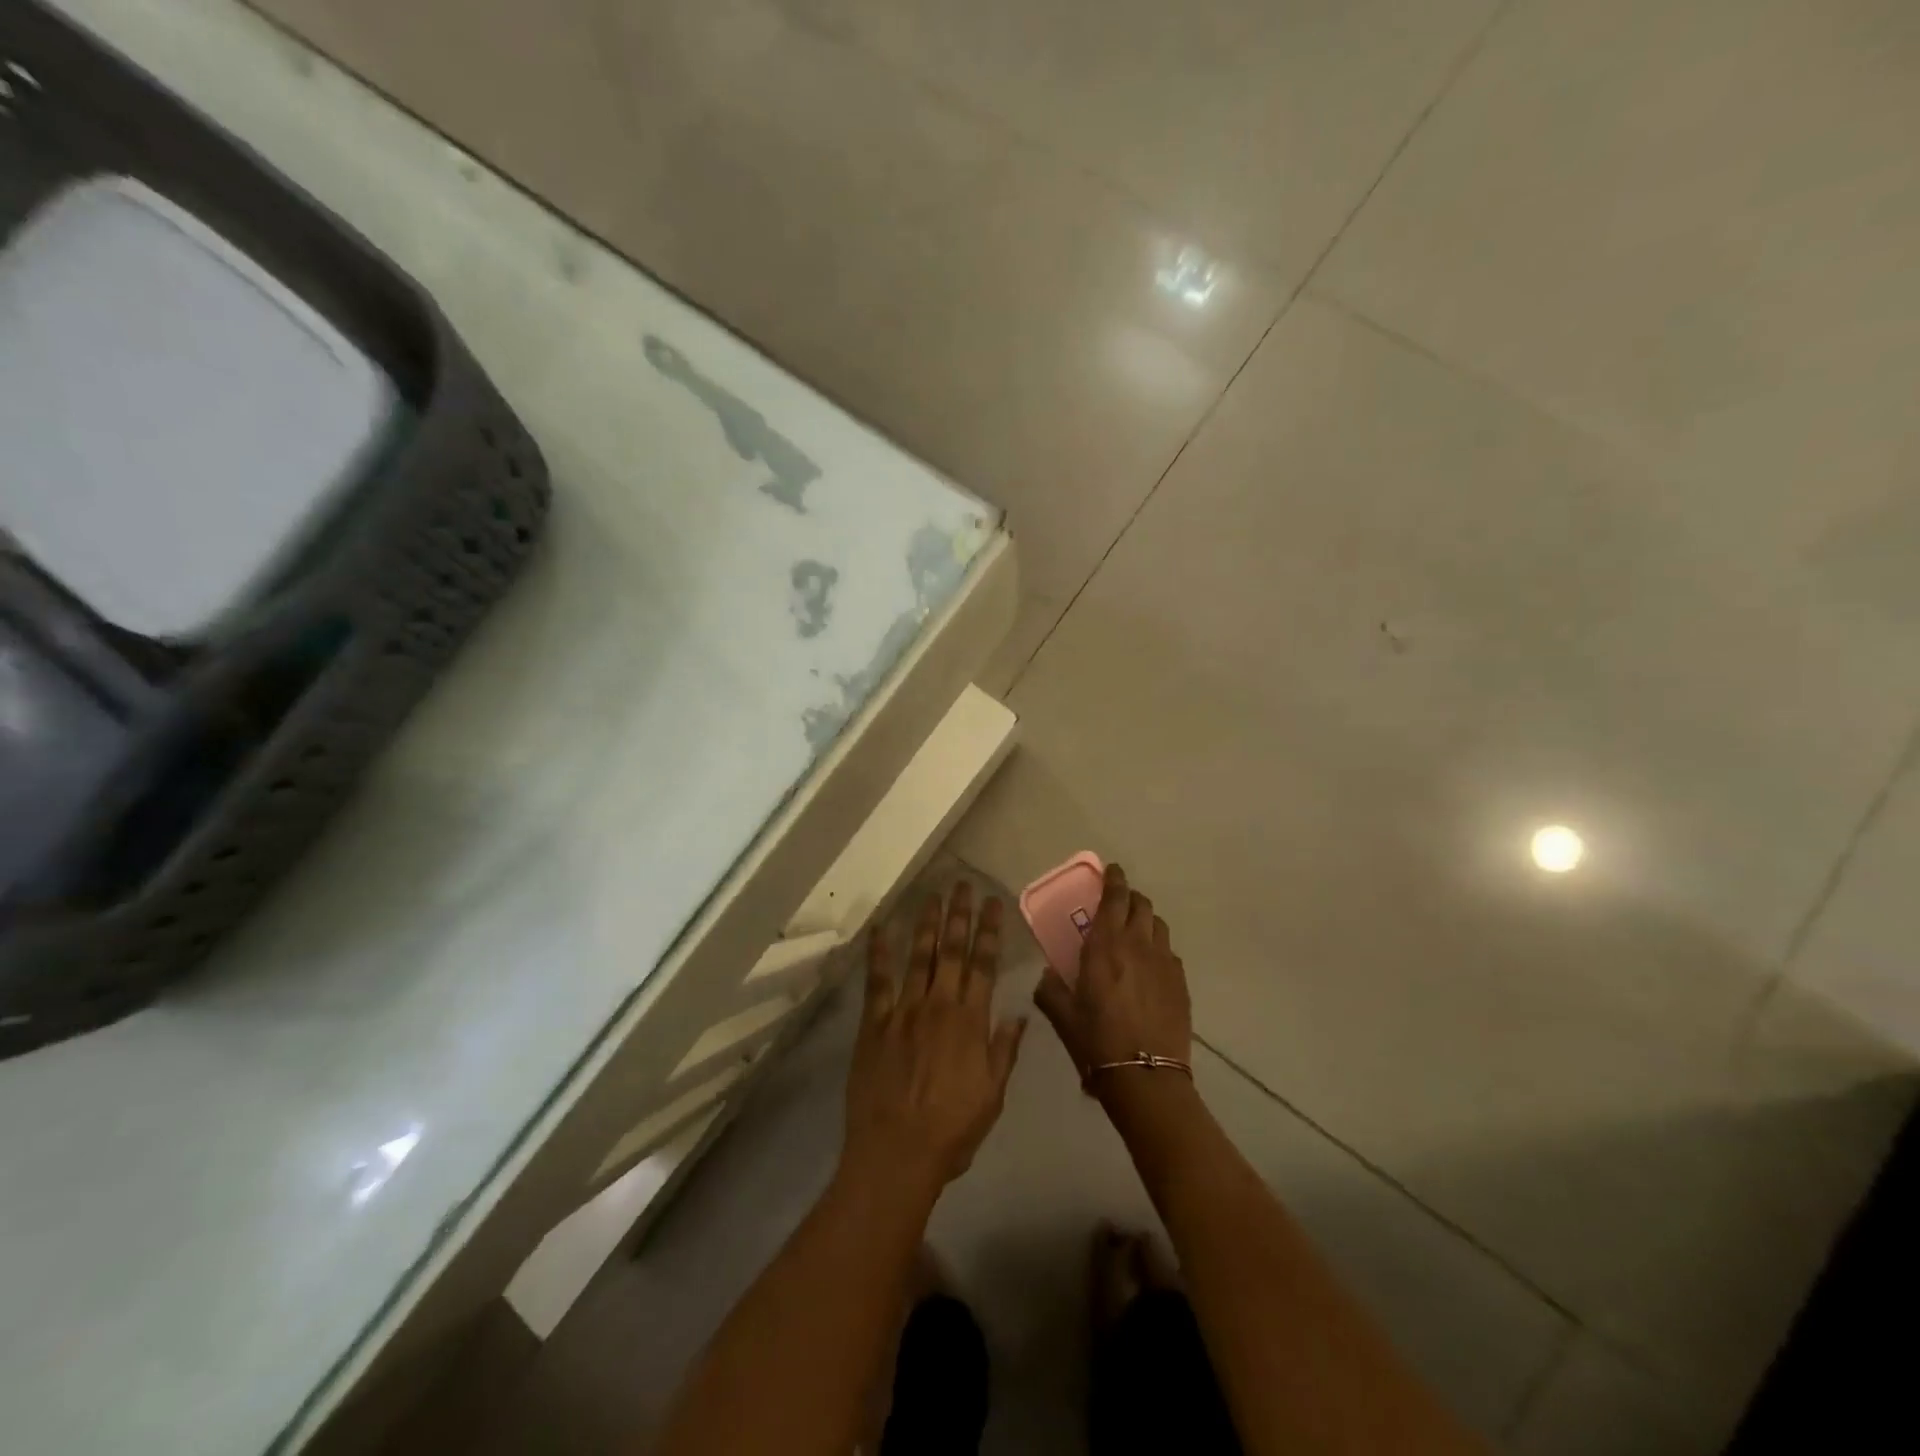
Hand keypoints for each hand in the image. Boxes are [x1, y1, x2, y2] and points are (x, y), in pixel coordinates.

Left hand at [842, 882, 1026, 1200]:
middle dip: (959, 915)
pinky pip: (878, 982)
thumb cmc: (952, 1130)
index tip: (994, 903)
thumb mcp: (992, 1095)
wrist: (896, 1153)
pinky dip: (879, 954)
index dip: (990, 931)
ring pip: (919, 957)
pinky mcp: (875, 1023)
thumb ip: (1004, 1051)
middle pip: (952, 951)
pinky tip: (881, 929)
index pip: (984, 964)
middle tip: (963, 884)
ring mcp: (904, 1011)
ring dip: (927, 924)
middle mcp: (939, 1005)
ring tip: (934, 895)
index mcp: (971, 1021)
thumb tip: (1018, 1013)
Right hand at [1033, 862, 1190, 1086]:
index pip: (1114, 898)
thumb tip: (1046, 975)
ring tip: (1135, 932)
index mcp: (1105, 945)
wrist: (1146, 1077)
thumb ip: (1050, 989)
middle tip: (1119, 903)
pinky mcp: (1180, 983)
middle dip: (1130, 897)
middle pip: (1141, 905)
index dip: (1114, 879)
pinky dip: (1158, 949)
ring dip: (1146, 921)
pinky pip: (1169, 953)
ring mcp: (1164, 963)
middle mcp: (1137, 945)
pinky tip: (1150, 968)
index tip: (1112, 870)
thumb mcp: (1062, 1015)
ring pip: (1158, 925)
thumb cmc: (1096, 1041)